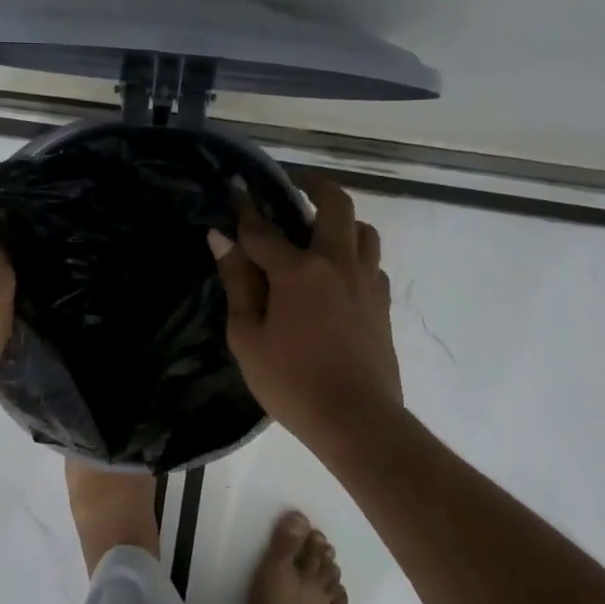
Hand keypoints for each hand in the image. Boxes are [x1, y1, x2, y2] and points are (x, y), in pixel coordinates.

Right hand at [210, 170, 401, 444]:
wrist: (357, 420)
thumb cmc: (291, 382)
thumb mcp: (248, 336)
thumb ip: (238, 283)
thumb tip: (222, 239)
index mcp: (299, 271)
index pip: (264, 230)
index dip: (245, 209)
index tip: (235, 187)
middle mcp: (338, 264)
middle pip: (335, 205)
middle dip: (313, 185)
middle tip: (295, 183)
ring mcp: (367, 282)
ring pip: (363, 230)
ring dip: (342, 219)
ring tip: (319, 229)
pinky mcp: (382, 304)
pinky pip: (372, 263)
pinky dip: (355, 254)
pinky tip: (338, 274)